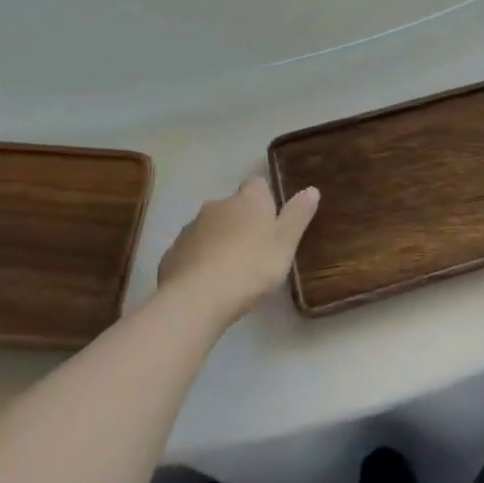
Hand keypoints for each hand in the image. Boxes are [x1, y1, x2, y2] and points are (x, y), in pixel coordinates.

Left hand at [156, 176, 320, 325]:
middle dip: (240, 222)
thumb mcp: (285, 243)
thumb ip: (298, 215)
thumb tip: (311, 189)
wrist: (197, 297)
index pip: (257, 184)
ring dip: (218, 241)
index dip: (264, 199)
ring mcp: (191, 228)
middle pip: (232, 206)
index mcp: (248, 200)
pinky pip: (191, 251)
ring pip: (209, 228)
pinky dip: (199, 261)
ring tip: (230, 271)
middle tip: (254, 250)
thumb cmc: (251, 266)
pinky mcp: (172, 253)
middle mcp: (217, 205)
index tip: (271, 221)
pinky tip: (206, 284)